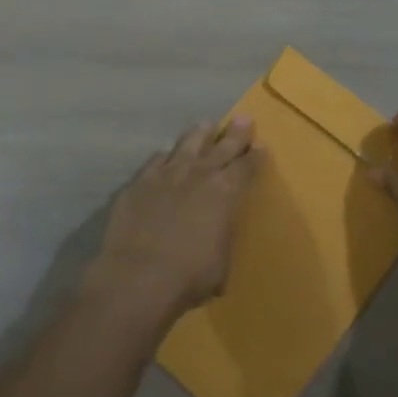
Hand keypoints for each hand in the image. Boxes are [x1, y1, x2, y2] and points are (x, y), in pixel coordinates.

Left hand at [87, 118, 262, 322]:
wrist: (138, 278)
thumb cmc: (189, 276)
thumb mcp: (221, 262)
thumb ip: (221, 237)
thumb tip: (216, 235)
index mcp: (226, 192)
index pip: (247, 167)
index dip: (255, 155)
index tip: (260, 145)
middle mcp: (199, 174)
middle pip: (222, 146)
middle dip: (236, 133)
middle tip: (243, 118)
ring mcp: (167, 175)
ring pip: (188, 144)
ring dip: (200, 134)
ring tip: (206, 125)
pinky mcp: (139, 182)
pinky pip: (157, 160)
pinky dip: (167, 156)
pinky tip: (167, 155)